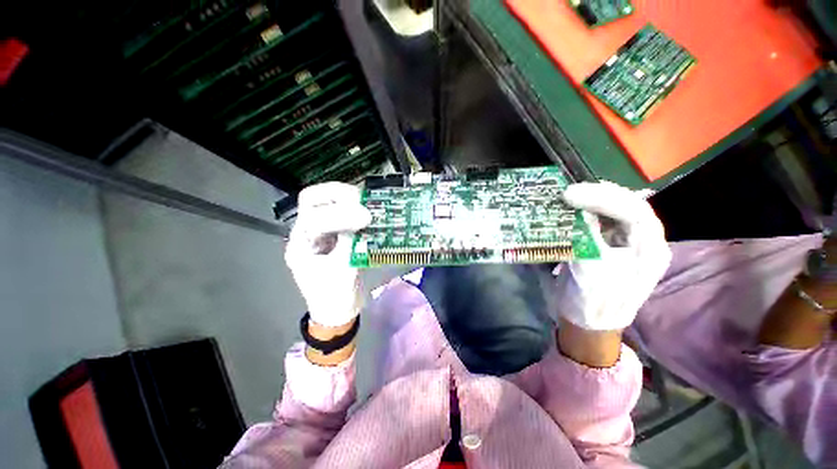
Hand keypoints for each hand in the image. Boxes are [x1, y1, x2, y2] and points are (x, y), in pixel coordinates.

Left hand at [285, 182, 371, 326]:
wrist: (339, 310)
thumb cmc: (335, 297)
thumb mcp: (343, 273)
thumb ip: (349, 245)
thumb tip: (361, 221)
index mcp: (301, 245)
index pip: (313, 218)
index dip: (339, 215)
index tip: (364, 217)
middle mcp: (308, 233)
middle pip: (312, 200)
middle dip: (335, 194)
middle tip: (360, 198)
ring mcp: (323, 232)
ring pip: (327, 203)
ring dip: (346, 198)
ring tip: (366, 200)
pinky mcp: (338, 234)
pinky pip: (344, 213)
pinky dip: (356, 208)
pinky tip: (368, 209)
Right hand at [554, 182, 670, 330]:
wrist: (588, 324)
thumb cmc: (594, 302)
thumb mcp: (592, 269)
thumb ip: (589, 236)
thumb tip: (580, 211)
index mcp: (649, 249)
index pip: (634, 210)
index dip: (602, 197)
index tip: (570, 194)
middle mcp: (642, 241)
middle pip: (627, 206)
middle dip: (599, 195)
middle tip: (569, 192)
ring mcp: (624, 244)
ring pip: (613, 212)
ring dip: (592, 202)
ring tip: (569, 197)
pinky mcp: (606, 247)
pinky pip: (599, 222)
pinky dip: (584, 213)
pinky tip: (571, 211)